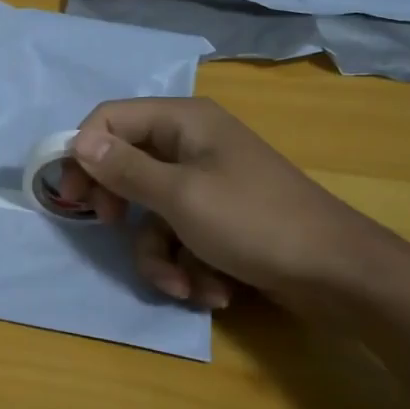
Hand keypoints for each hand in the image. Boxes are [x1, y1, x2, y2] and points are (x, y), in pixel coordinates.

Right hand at [55, 97, 378, 308]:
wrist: (338, 275)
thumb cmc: (254, 222)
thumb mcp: (179, 196)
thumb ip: (124, 169)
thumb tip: (78, 141)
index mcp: (184, 122)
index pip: (111, 119)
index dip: (84, 153)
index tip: (71, 194)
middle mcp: (192, 145)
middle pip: (127, 167)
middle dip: (123, 210)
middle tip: (112, 228)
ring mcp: (208, 185)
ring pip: (152, 214)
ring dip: (160, 256)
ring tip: (184, 284)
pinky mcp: (220, 220)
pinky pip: (181, 237)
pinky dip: (189, 266)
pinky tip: (211, 289)